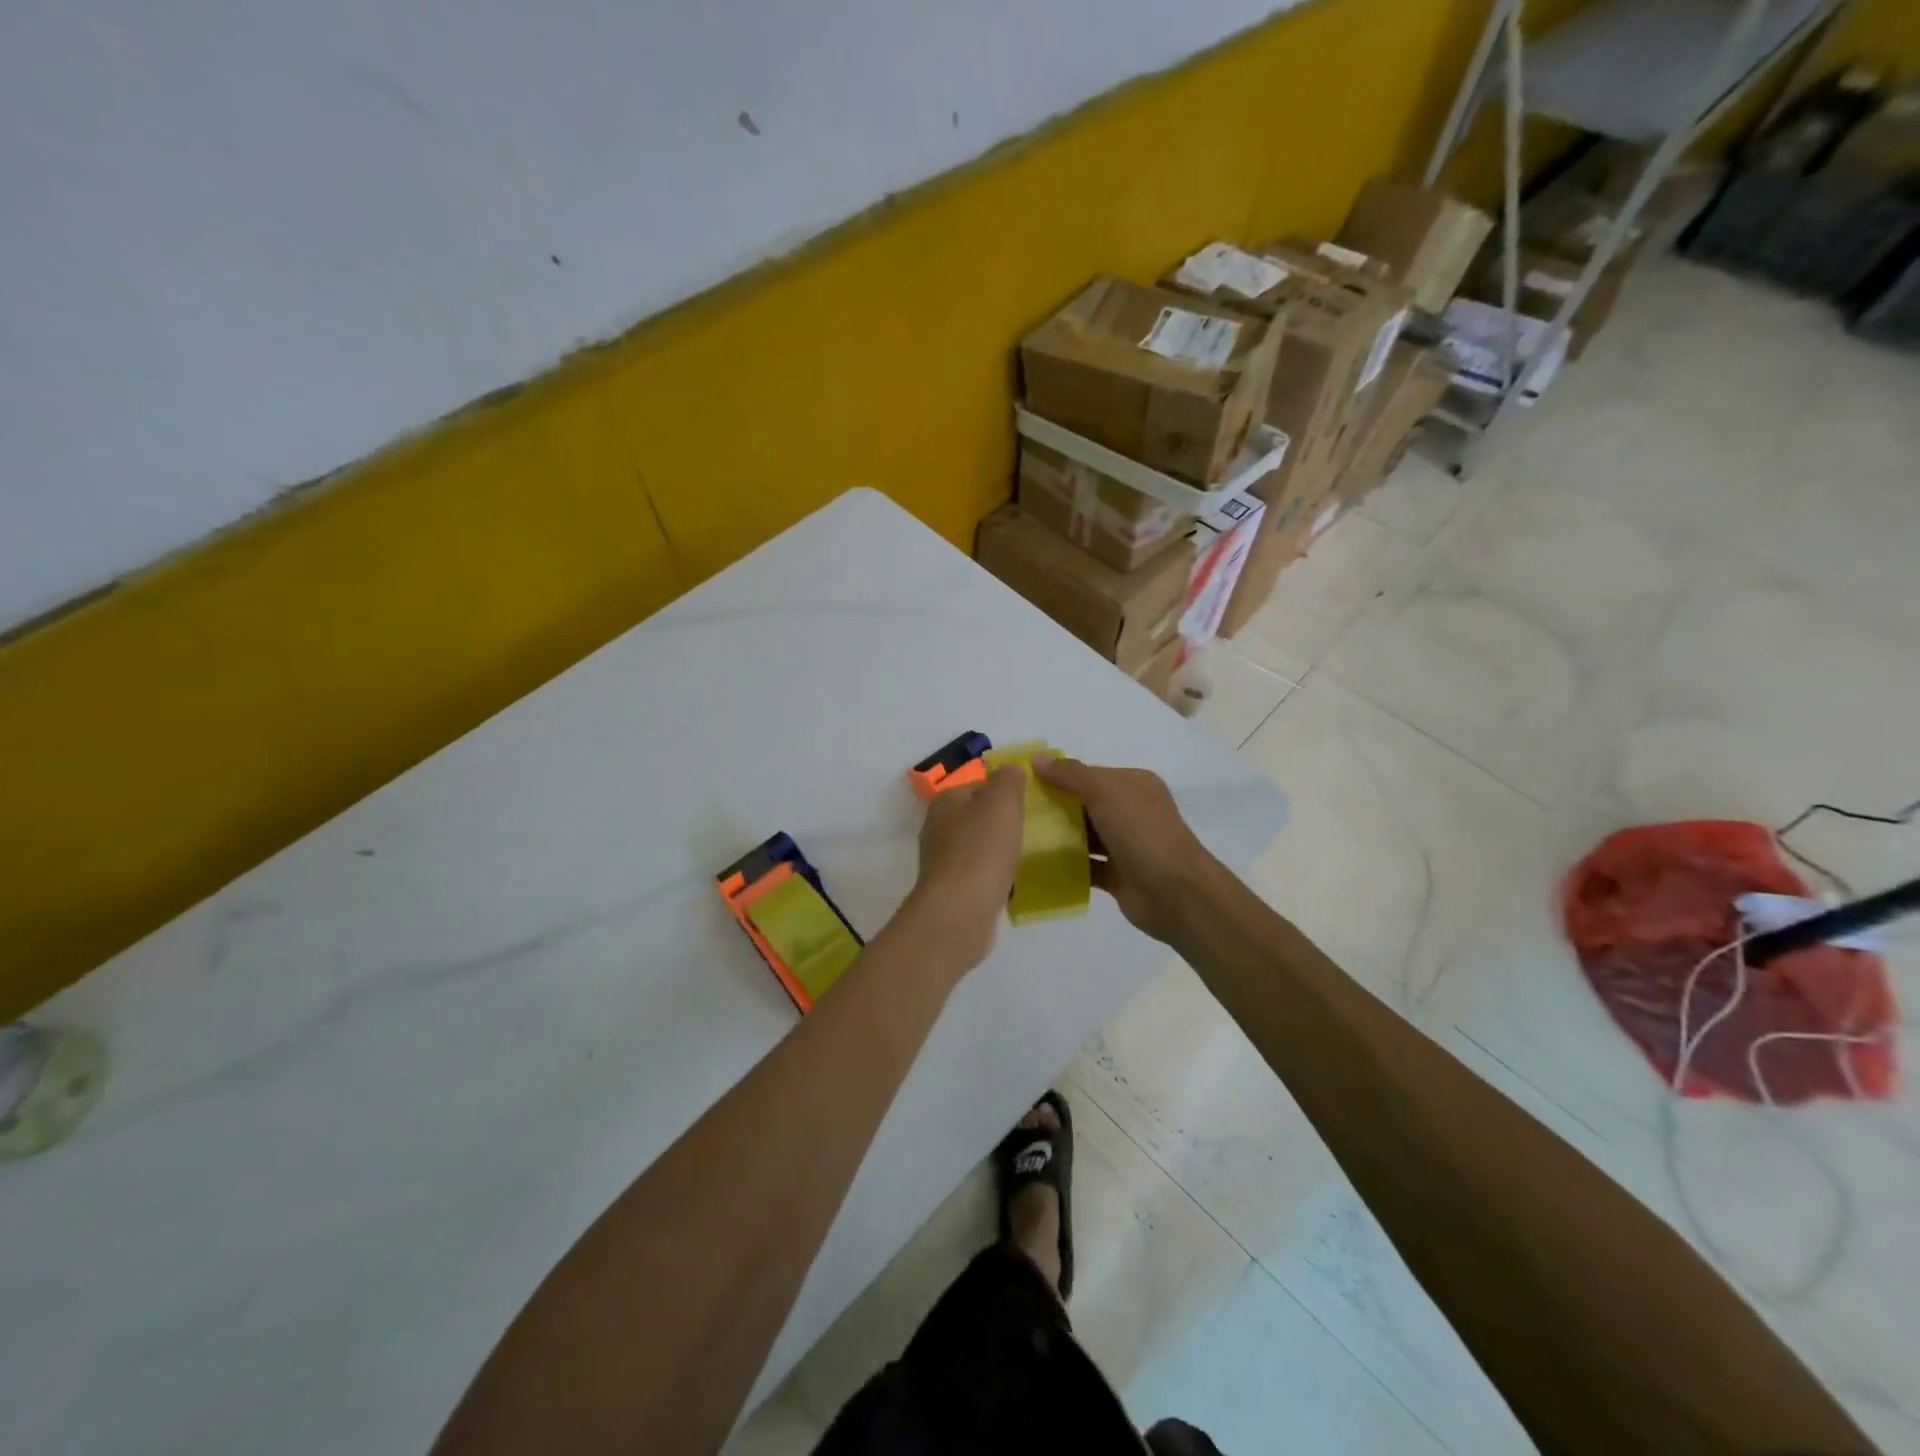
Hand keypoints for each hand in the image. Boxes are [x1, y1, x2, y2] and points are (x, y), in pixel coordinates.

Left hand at [906, 766, 1026, 968]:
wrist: (960, 912)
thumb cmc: (981, 850)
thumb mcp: (1001, 802)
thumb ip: (1008, 779)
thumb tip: (1010, 770)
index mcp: (946, 801)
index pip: (978, 783)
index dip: (1005, 789)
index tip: (1032, 800)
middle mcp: (939, 828)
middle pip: (978, 816)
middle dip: (1004, 821)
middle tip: (1037, 827)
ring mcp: (944, 862)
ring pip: (980, 846)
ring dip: (1002, 850)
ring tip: (1031, 854)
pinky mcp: (953, 890)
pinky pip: (981, 875)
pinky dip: (998, 876)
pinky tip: (1017, 883)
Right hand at [1034, 757, 1217, 944]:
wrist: (1176, 893)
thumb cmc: (1142, 832)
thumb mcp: (1106, 791)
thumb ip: (1070, 774)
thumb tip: (1036, 758)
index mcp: (1133, 785)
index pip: (1089, 774)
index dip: (1058, 775)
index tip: (1022, 782)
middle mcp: (1131, 811)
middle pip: (1084, 804)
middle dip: (1053, 806)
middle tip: (1014, 811)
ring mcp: (1125, 845)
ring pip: (1084, 836)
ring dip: (1057, 837)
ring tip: (1018, 837)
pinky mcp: (1117, 875)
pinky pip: (1085, 866)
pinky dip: (1065, 865)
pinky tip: (1036, 866)